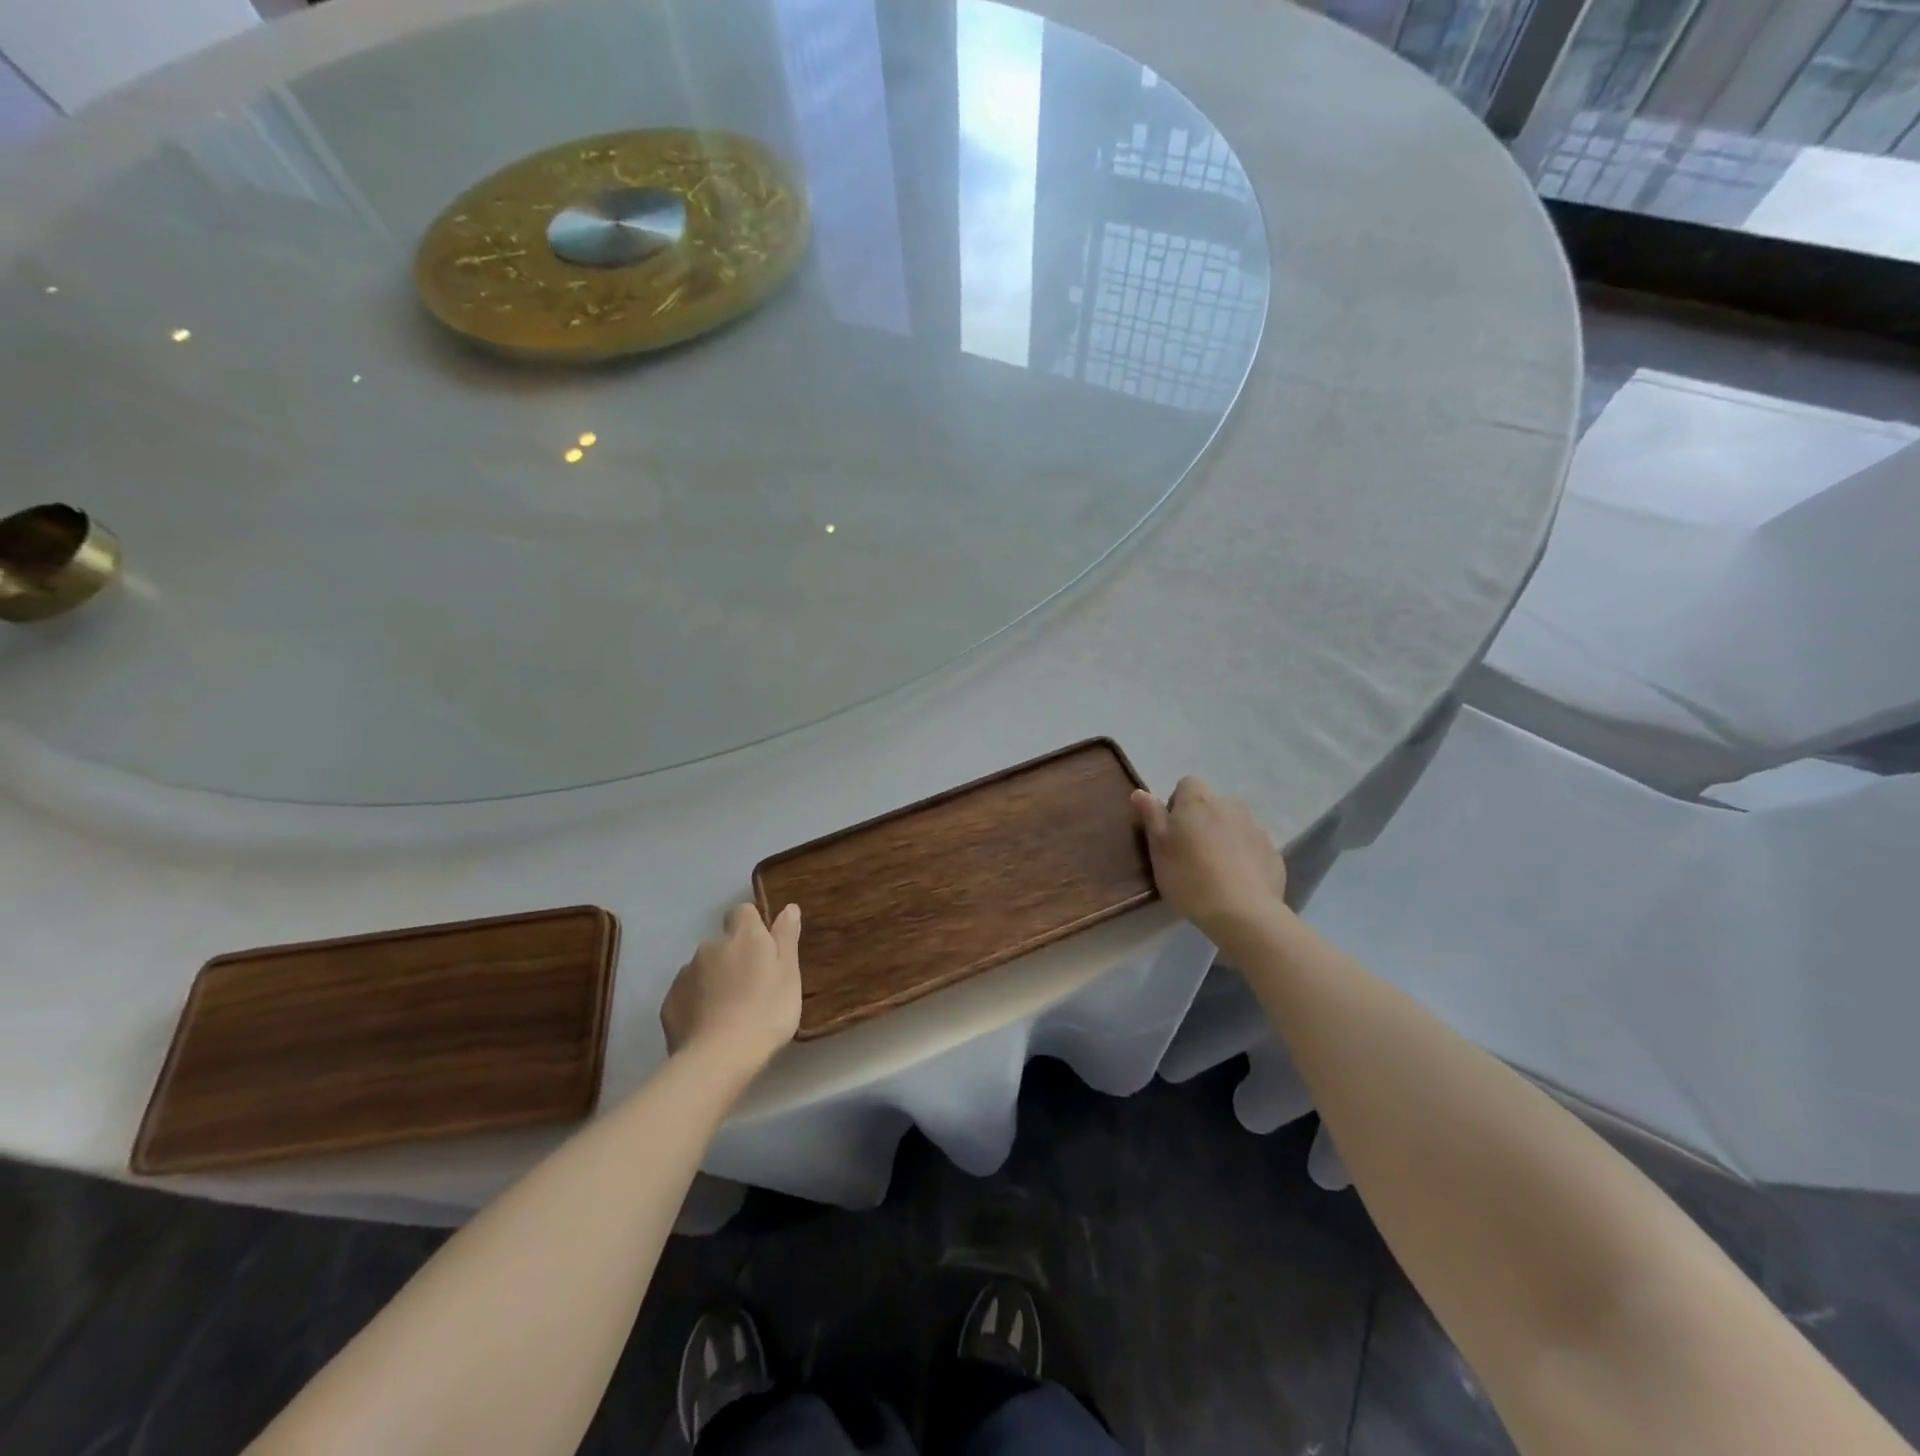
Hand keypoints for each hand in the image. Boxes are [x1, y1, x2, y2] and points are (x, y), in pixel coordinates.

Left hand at [661, 902, 801, 1071]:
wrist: (718, 1058)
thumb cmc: (766, 1011)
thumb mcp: (789, 974)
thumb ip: (786, 937)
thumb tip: (788, 907)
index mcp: (743, 936)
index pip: (743, 911)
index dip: (752, 925)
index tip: (764, 949)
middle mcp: (710, 946)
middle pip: (723, 943)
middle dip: (734, 958)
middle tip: (752, 988)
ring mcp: (685, 974)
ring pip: (703, 969)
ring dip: (715, 981)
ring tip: (730, 1012)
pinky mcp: (669, 1002)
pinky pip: (687, 994)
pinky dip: (697, 1004)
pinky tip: (710, 1026)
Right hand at [1132, 777, 1287, 946]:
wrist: (1242, 912)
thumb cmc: (1189, 877)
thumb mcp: (1158, 848)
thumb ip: (1151, 816)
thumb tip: (1141, 792)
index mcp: (1198, 800)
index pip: (1186, 784)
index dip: (1176, 805)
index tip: (1172, 832)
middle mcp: (1229, 806)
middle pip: (1212, 804)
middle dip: (1202, 821)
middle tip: (1190, 852)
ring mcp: (1255, 828)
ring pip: (1234, 824)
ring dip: (1224, 837)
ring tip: (1215, 869)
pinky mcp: (1272, 852)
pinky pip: (1252, 846)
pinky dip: (1243, 857)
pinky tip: (1236, 882)